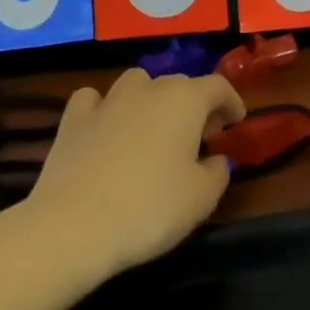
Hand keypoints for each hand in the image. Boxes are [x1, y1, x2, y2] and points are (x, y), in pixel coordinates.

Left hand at [13, 68, 244, 277]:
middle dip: (194, 104)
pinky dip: (103, 107)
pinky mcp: (74, 120)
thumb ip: (217, 173)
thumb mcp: (201, 199)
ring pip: (137, 82)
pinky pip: (93, 100)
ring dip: (150, 98)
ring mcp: (109, 101)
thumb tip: (216, 160)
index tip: (236, 122)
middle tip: (199, 136)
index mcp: (186, 100)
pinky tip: (104, 125)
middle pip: (179, 84)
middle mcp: (150, 89)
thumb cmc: (149, 209)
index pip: (218, 86)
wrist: (73, 227)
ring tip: (152, 126)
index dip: (231, 101)